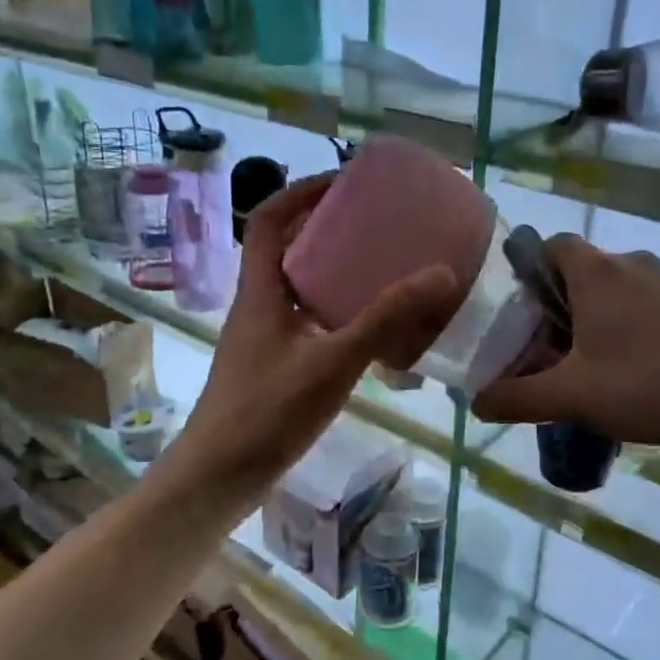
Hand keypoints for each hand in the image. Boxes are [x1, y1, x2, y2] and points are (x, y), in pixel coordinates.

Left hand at [160, 175, 458, 500]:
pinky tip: (373, 332)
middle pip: (288, 249)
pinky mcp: (275, 367)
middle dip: (328, 229)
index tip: (346, 181)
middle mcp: (258, 306)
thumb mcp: (332, 362)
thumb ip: (384, 320)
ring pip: (300, 289)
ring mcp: (265, 339)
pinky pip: (309, 323)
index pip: (270, 219)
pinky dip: (338, 315)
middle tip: (378, 225)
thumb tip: (440, 274)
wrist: (218, 478)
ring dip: (335, 273)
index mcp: (260, 291)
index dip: (303, 191)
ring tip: (384, 270)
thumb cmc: (267, 413)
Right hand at [472, 234, 659, 448]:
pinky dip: (630, 327)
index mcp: (597, 272)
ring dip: (597, 317)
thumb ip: (517, 398)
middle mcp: (632, 264)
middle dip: (561, 304)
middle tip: (549, 348)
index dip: (532, 270)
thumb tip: (477, 403)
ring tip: (589, 365)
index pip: (553, 245)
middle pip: (583, 271)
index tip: (524, 310)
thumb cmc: (643, 385)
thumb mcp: (569, 397)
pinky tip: (633, 372)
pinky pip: (647, 306)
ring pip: (617, 289)